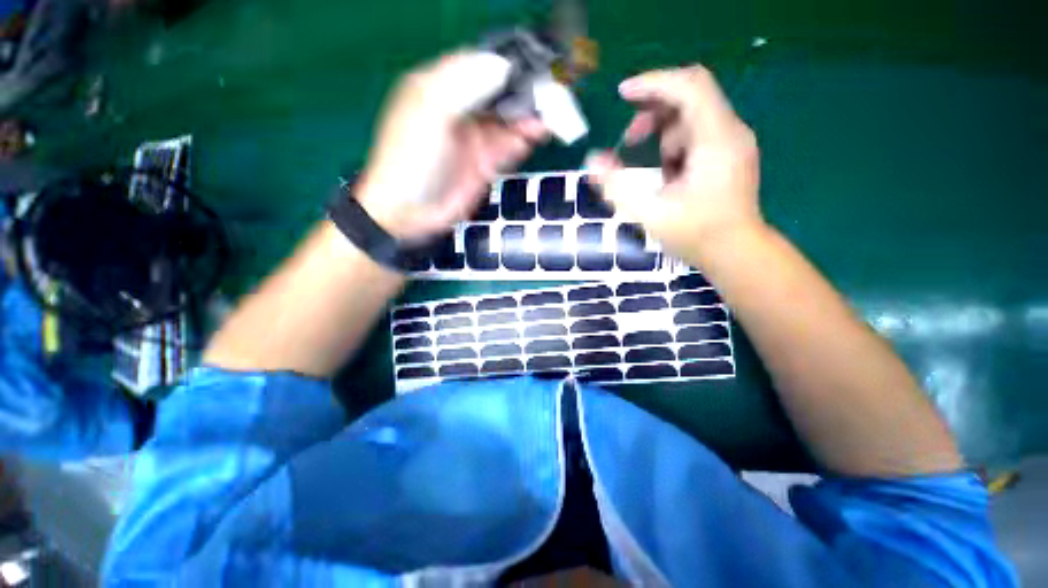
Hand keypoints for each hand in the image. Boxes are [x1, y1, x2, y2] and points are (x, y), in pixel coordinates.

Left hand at [357, 52, 547, 240]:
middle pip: (498, 93)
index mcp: (439, 87)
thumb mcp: (429, 113)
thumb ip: (462, 86)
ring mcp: (474, 139)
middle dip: (522, 92)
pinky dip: (524, 140)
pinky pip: (508, 146)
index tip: (529, 65)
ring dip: (528, 117)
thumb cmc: (410, 159)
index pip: (477, 65)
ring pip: (507, 120)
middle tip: (549, 94)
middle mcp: (460, 110)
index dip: (504, 64)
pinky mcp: (484, 164)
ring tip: (551, 115)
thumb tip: (501, 66)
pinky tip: (537, 134)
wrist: (409, 211)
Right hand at [586, 66, 762, 256]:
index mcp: (716, 140)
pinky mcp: (728, 154)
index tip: (622, 94)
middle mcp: (729, 132)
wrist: (736, 253)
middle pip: (690, 96)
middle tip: (628, 140)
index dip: (653, 83)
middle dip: (652, 111)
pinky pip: (696, 134)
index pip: (689, 86)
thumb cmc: (696, 235)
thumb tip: (592, 161)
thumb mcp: (649, 214)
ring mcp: (731, 142)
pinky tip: (665, 174)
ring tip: (646, 167)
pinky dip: (673, 146)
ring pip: (691, 116)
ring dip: (661, 133)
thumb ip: (617, 187)